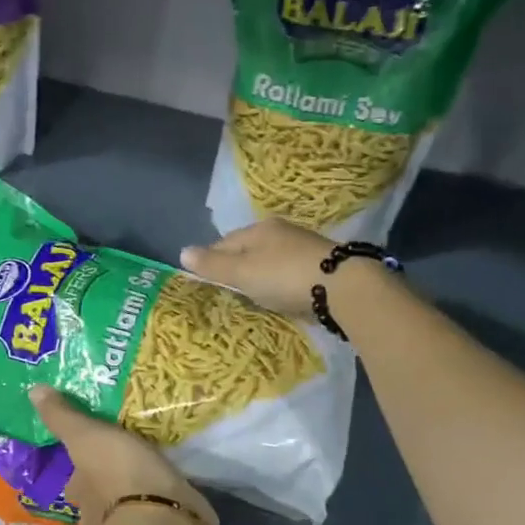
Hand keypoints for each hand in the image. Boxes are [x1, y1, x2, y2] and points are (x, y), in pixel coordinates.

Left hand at [31, 385, 216, 524]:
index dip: (80, 469)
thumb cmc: (118, 472)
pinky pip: (157, 514)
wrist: (163, 515)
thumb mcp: (86, 436)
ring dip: (133, 496)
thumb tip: (33, 390)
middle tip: (124, 460)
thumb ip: (63, 416)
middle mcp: (97, 516)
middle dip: (106, 485)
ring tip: (150, 472)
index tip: (93, 454)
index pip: (74, 480)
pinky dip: (160, 504)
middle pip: (97, 498)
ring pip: (125, 509)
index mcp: (79, 493)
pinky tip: (170, 490)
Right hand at [180, 219, 336, 317]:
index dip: (210, 260)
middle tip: (227, 290)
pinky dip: (280, 282)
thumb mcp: (242, 272)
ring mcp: (303, 247)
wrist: (343, 286)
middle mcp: (281, 231)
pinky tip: (280, 295)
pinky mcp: (321, 265)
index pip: (224, 242)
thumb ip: (213, 264)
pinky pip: (289, 272)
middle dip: (236, 267)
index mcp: (259, 228)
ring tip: (252, 295)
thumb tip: (182, 252)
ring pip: (270, 260)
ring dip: (259, 275)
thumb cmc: (283, 276)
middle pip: (248, 249)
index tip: (202, 280)